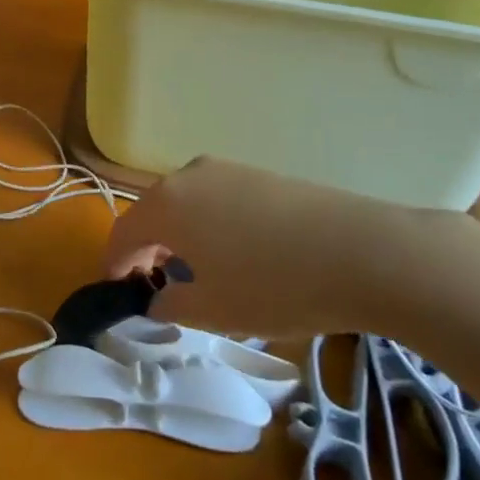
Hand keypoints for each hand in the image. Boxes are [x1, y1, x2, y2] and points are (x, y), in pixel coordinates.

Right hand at [102, 156, 441, 336]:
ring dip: (181, 237)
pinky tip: (239, 254)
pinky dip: (211, 225)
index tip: (119, 294)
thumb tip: (156, 298)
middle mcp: (187, 175)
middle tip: (159, 289)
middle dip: (148, 251)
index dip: (114, 266)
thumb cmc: (273, 285)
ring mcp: (227, 169)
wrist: (364, 251)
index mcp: (165, 204)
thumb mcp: (213, 310)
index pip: (121, 234)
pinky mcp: (260, 173)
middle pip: (153, 214)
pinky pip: (217, 199)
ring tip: (201, 274)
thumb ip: (168, 305)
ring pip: (186, 204)